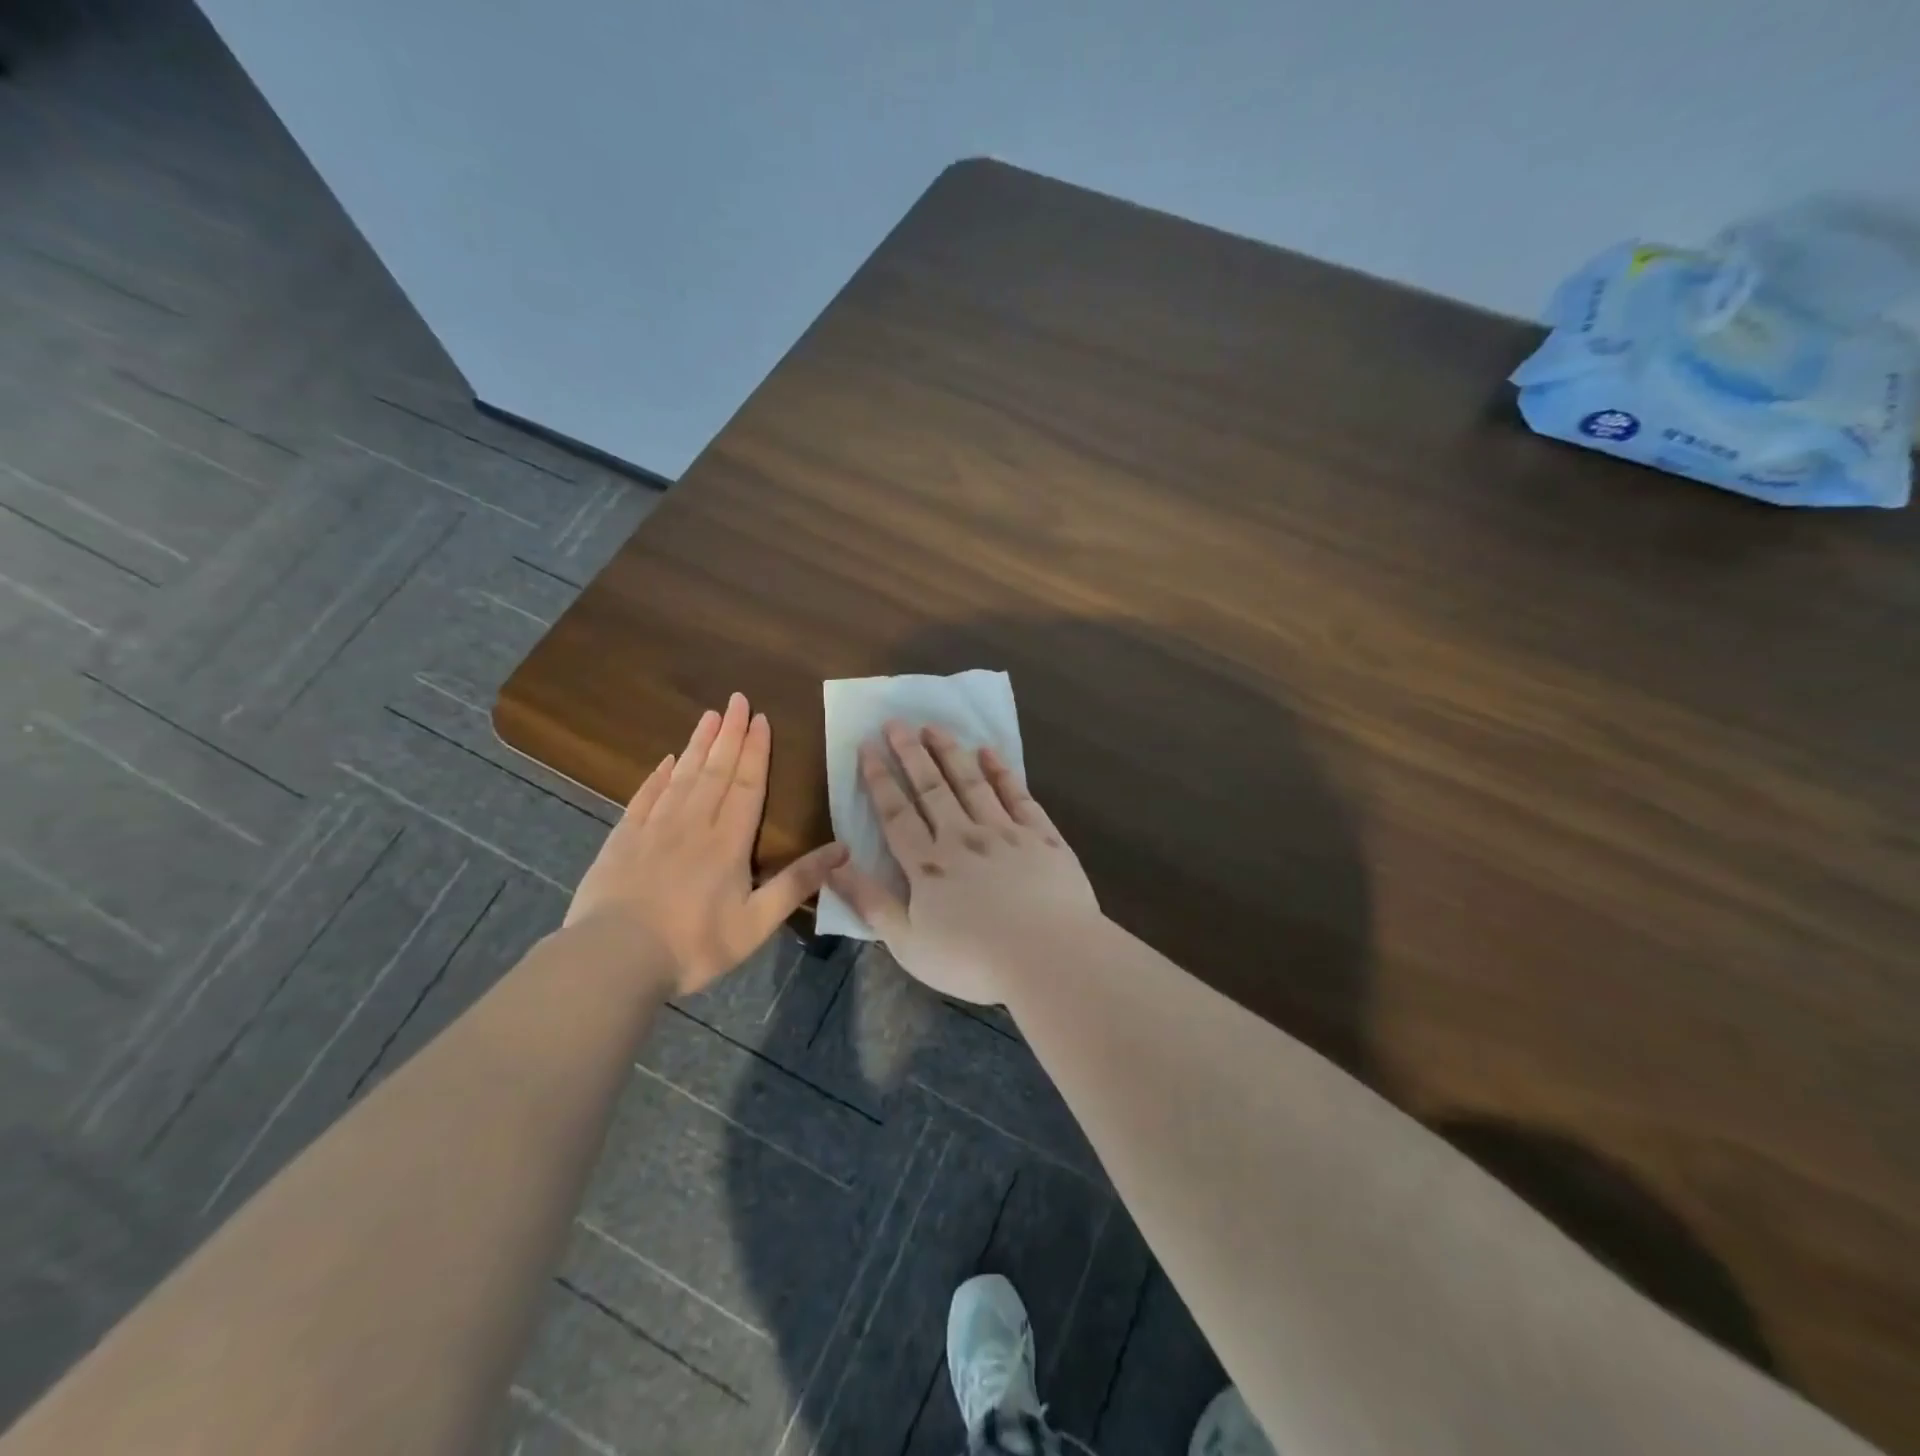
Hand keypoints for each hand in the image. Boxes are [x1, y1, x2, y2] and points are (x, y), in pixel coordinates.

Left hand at [566, 693, 846, 996]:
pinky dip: (657, 776)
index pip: (746, 785)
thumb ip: (798, 883)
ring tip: (707, 715)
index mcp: (728, 842)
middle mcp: (693, 824)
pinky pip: (644, 797)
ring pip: (681, 776)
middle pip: (715, 770)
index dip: (755, 750)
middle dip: (728, 734)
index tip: (759, 718)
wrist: (614, 959)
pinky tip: (664, 761)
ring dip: (697, 744)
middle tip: (736, 699)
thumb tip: (843, 849)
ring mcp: (654, 829)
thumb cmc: (693, 944)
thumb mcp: (757, 923)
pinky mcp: (622, 840)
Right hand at [827, 721, 1100, 1003]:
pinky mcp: (1042, 837)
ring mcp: (1005, 833)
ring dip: (950, 752)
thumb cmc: (973, 960)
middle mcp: (963, 837)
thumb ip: (870, 901)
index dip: (879, 778)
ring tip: (934, 727)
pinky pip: (1018, 795)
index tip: (868, 746)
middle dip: (910, 753)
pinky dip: (1002, 772)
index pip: (896, 813)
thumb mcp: (907, 943)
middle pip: (931, 788)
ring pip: (971, 783)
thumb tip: (833, 864)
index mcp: (928, 865)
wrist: (1050, 957)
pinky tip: (990, 752)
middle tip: (896, 722)